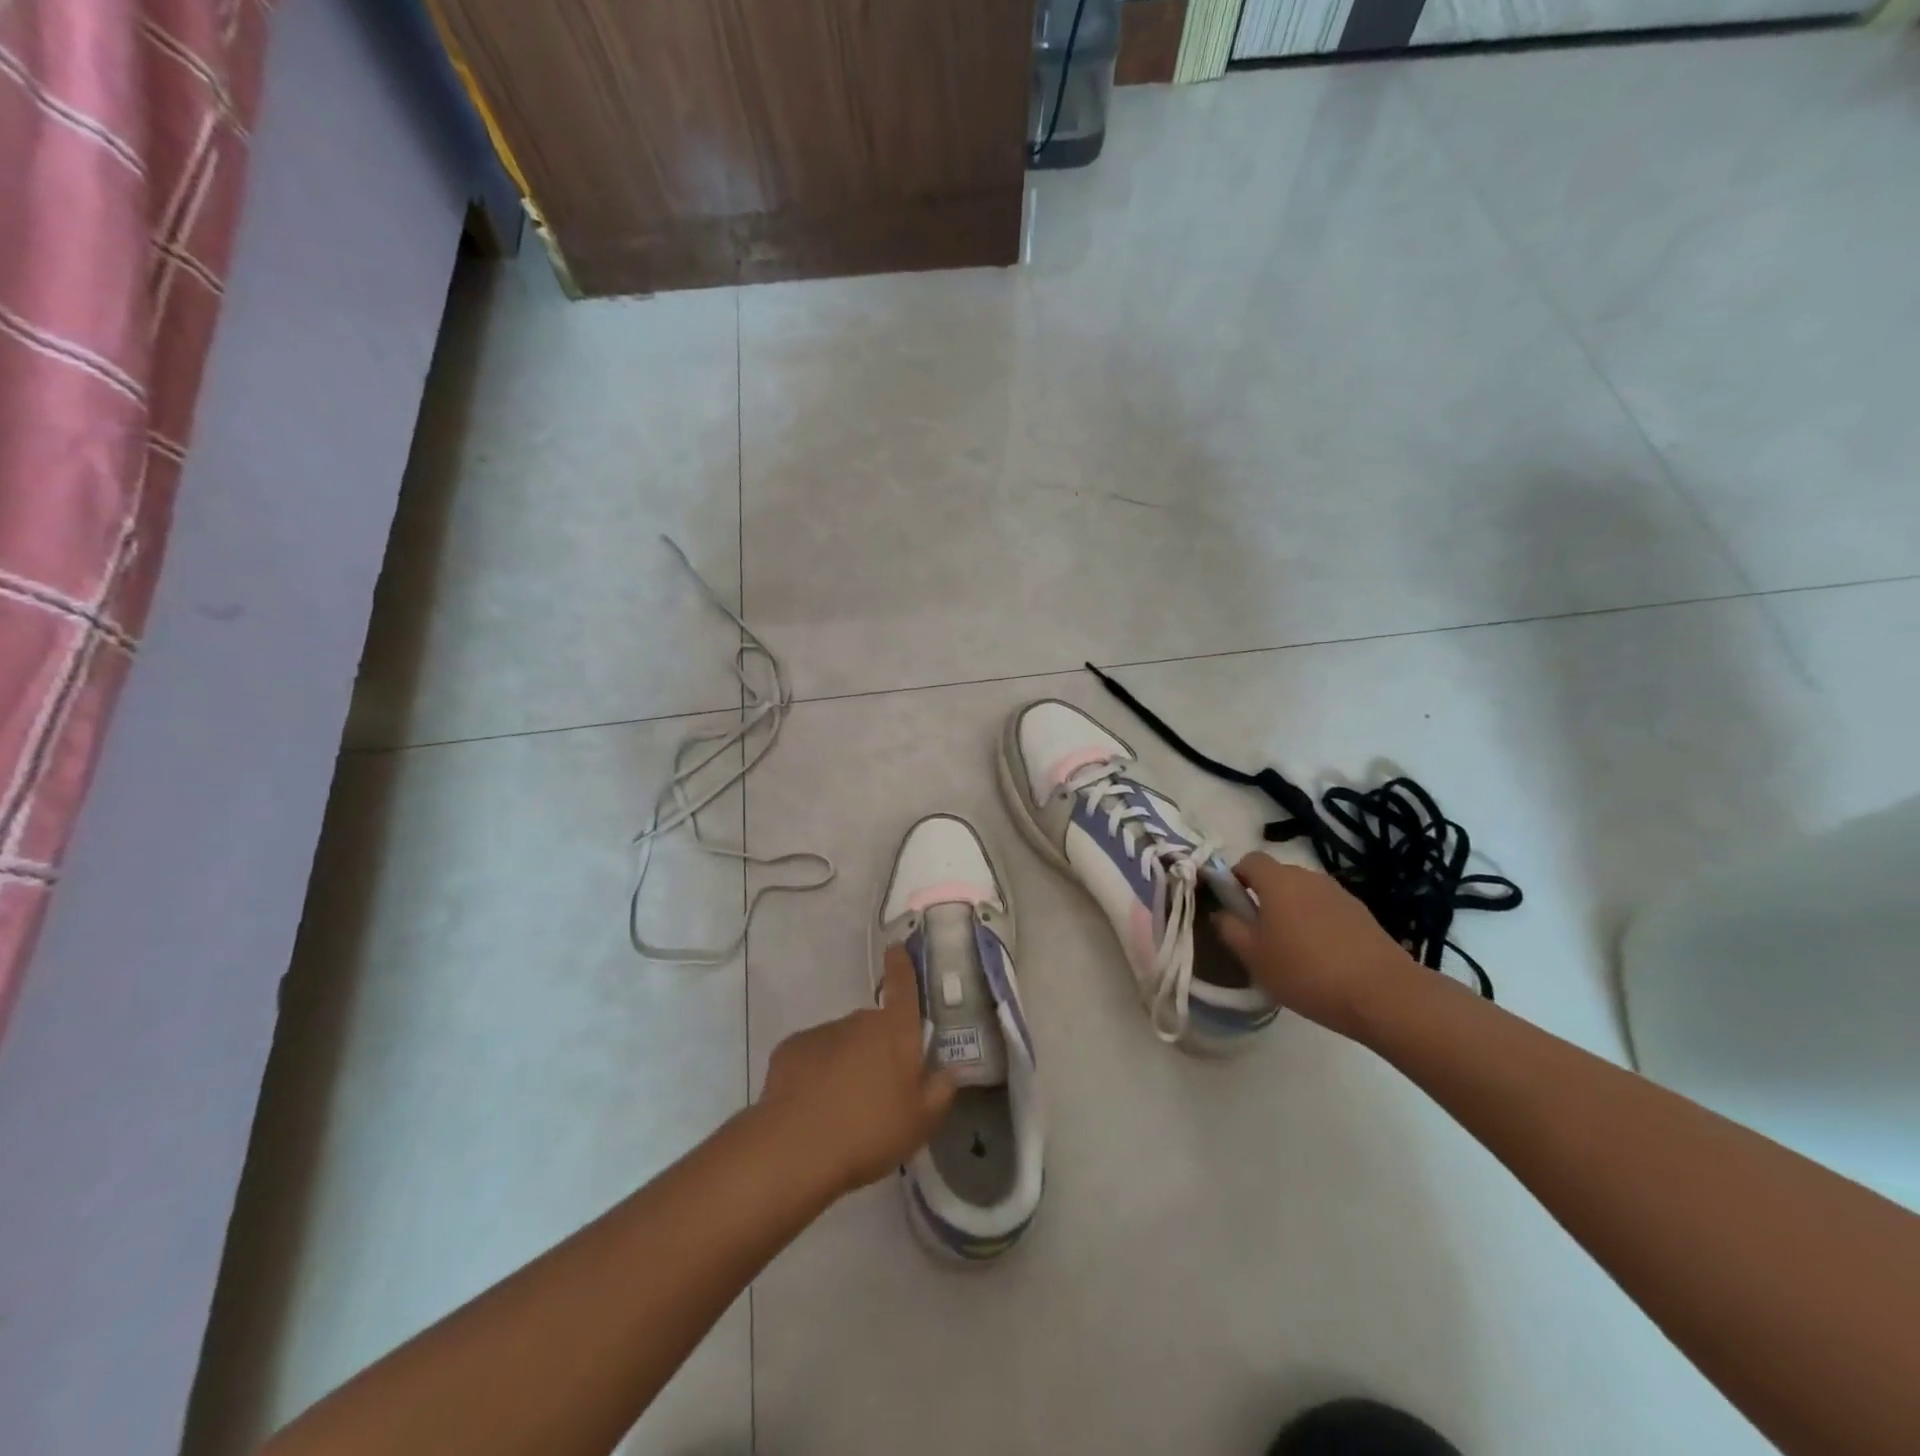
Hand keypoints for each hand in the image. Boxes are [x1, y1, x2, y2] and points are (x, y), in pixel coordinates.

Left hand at [758, 946, 955, 1196]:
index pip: (903, 986)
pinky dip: (815, 1073)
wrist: (797, 1147)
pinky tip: (812, 1107)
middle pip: (874, 1026)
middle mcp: (859, 1021)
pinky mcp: (790, 1049)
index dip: (902, 965)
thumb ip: (940, 1091)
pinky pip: (811, 1056)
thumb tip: (950, 1070)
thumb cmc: (870, 1131)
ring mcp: (823, 1032)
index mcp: (896, 1031)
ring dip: (846, 1063)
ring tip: (842, 1108)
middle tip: (878, 1089)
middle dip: (877, 1048)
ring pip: (842, 1042)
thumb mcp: (921, 1123)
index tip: (896, 948)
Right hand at [1212, 853, 1416, 1036]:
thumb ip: (1229, 928)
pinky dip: (1318, 924)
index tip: (1232, 906)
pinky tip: (1322, 958)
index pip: (1249, 860)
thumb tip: (1221, 912)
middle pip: (1278, 876)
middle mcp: (1309, 877)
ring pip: (1304, 894)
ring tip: (1292, 950)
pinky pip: (1327, 910)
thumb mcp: (1253, 956)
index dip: (1236, 878)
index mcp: (1278, 881)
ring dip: (1292, 912)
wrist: (1383, 994)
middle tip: (1259, 934)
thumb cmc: (1305, 971)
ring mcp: (1339, 894)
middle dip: (1264, 897)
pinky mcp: (1362, 914)